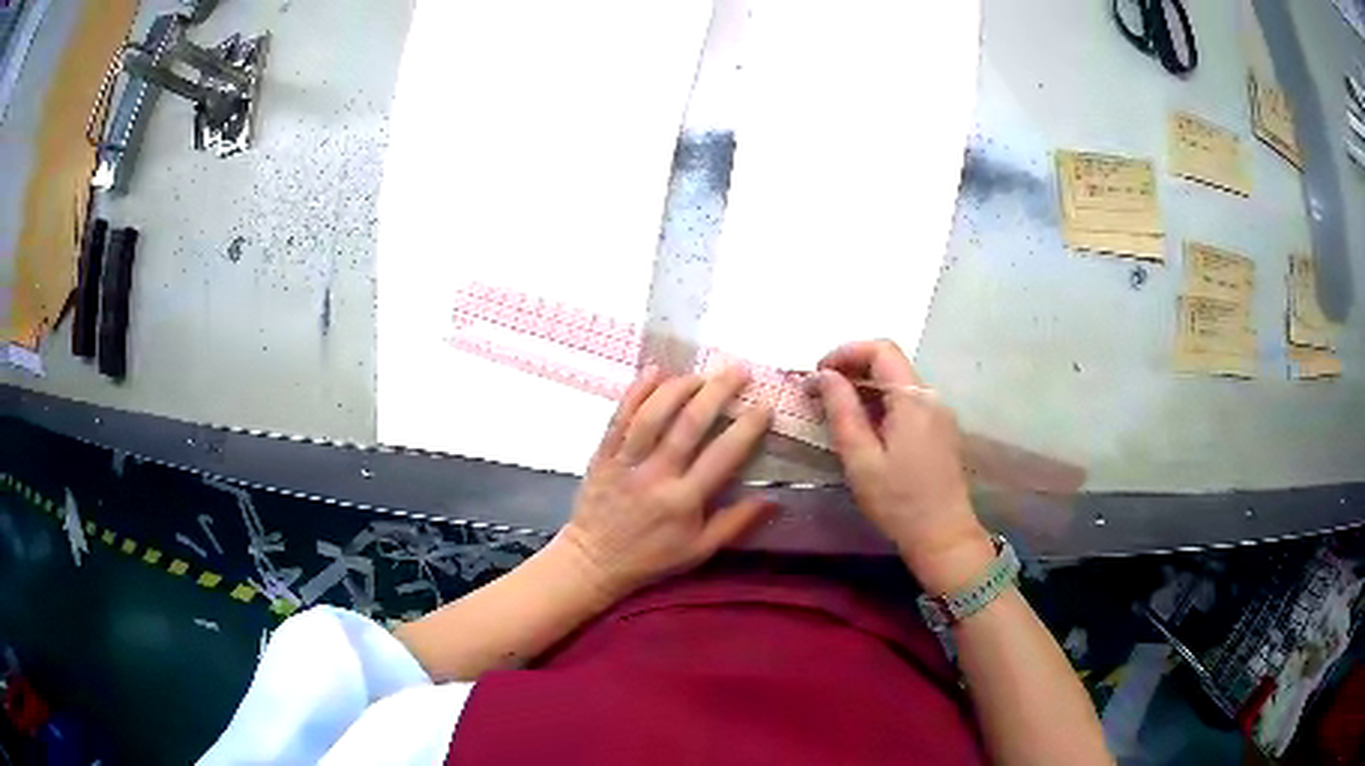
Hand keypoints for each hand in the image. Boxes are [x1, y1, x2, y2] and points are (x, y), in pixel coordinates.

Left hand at [558, 366, 774, 600]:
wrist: (593, 561)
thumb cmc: (652, 557)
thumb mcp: (699, 551)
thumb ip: (736, 523)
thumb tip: (775, 499)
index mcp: (684, 501)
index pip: (722, 456)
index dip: (747, 428)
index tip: (764, 406)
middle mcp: (656, 476)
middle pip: (689, 425)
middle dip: (717, 393)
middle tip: (738, 371)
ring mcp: (626, 462)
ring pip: (653, 415)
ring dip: (679, 387)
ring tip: (701, 374)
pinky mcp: (603, 454)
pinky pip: (619, 417)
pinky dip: (636, 392)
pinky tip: (655, 371)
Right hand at [815, 340, 994, 593]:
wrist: (944, 536)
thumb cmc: (898, 502)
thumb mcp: (861, 460)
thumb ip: (842, 411)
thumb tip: (824, 375)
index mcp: (913, 399)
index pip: (881, 349)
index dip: (845, 352)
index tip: (818, 373)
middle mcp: (931, 397)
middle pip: (890, 362)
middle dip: (851, 369)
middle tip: (819, 394)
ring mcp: (939, 412)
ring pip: (898, 382)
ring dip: (865, 387)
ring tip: (835, 412)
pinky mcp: (940, 429)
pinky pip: (907, 402)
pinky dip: (880, 403)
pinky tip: (864, 429)